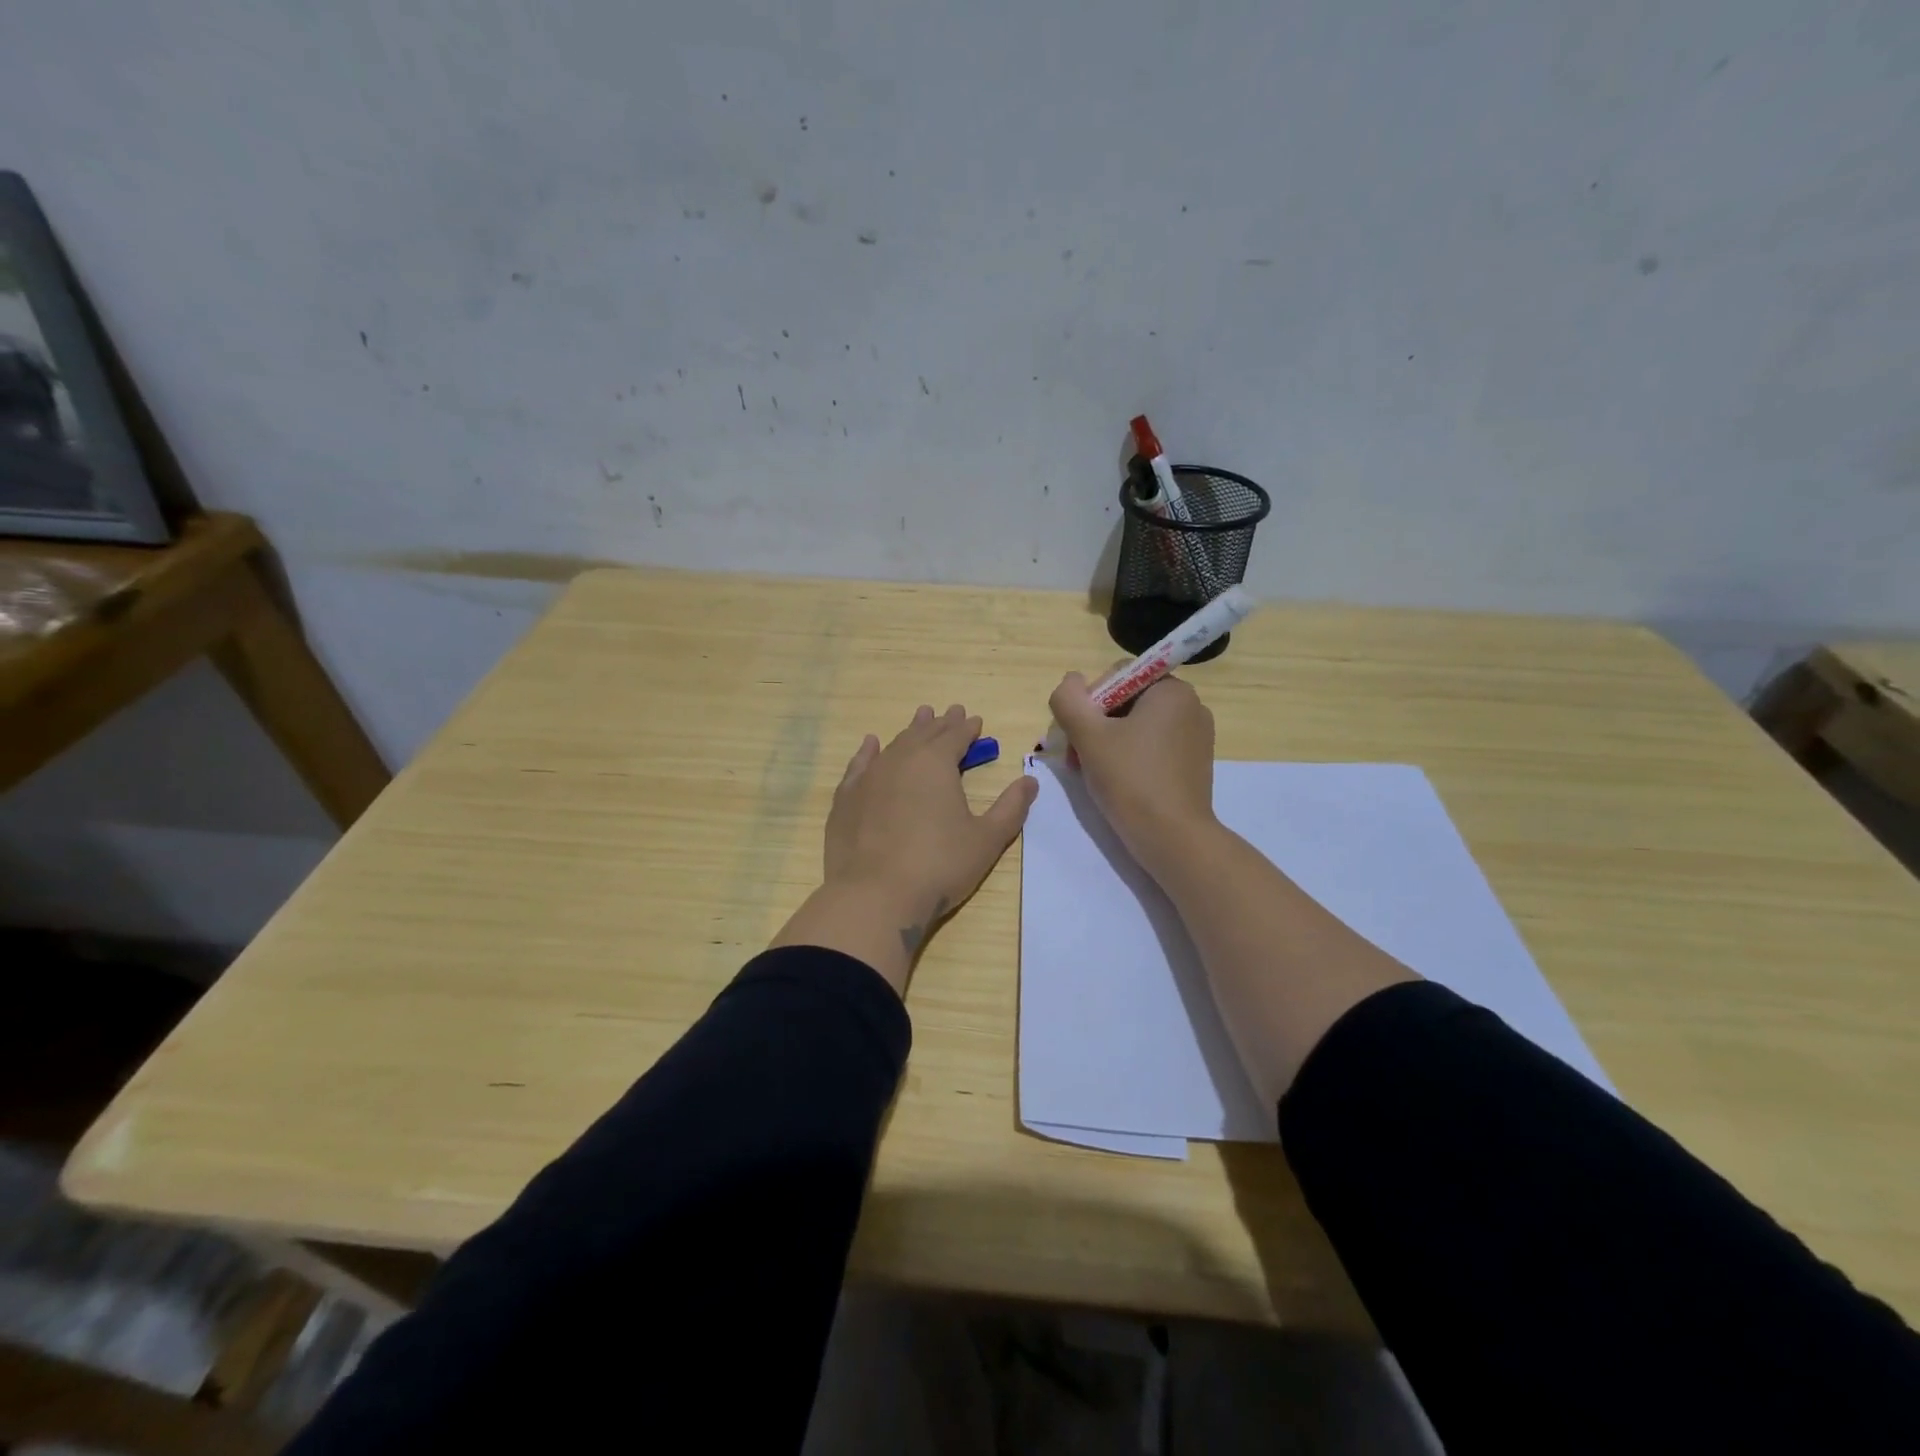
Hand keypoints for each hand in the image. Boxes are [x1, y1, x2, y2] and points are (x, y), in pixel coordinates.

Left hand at [772, 704, 1037, 994]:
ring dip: (910, 731)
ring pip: (894, 745)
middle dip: (941, 723)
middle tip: (951, 712)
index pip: (955, 736)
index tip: (975, 720)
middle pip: (924, 734)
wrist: (874, 895)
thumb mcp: (986, 839)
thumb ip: (1010, 807)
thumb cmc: (939, 866)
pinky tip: (871, 744)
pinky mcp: (846, 799)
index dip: (967, 727)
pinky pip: (860, 764)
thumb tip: (1030, 781)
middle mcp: (901, 760)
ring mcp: (869, 778)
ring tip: (920, 718)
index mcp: (936, 763)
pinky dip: (869, 751)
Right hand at [1048, 673, 1217, 878]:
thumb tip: (1070, 682)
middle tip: (1078, 760)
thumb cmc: (1130, 780)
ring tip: (1094, 775)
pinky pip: (1154, 748)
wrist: (1173, 838)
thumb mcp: (1088, 736)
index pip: (1116, 677)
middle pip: (1126, 702)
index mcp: (1171, 689)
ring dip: (1108, 744)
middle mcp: (1191, 705)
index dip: (1088, 703)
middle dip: (1095, 727)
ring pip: (1137, 727)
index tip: (1077, 737)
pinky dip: (1131, 759)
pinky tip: (1118, 784)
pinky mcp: (1195, 763)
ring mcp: (1197, 736)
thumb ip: (1069, 700)